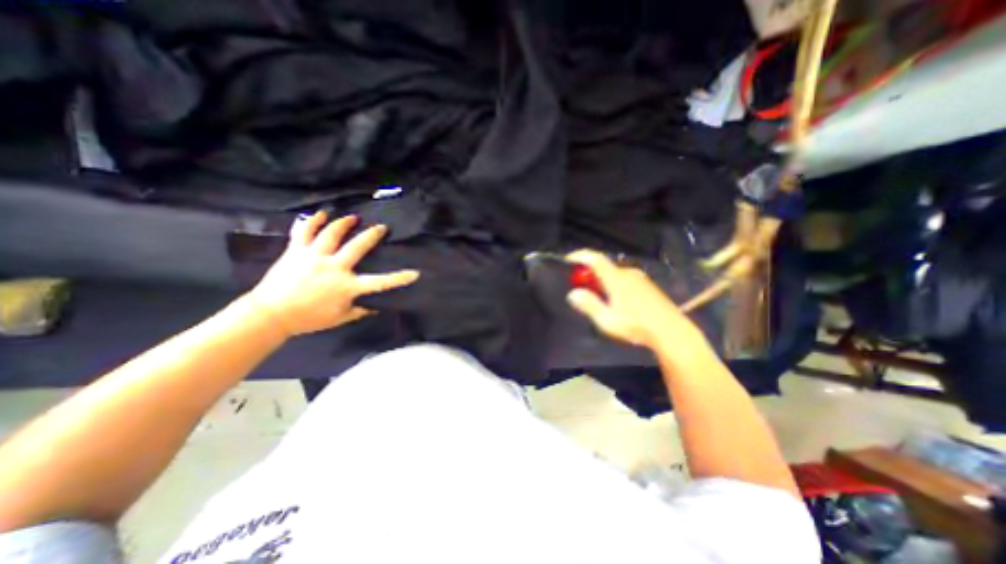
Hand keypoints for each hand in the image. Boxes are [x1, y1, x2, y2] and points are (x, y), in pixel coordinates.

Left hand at [247, 209, 419, 334]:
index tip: (415, 273)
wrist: (270, 314)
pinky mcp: (296, 251)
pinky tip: (320, 213)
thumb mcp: (340, 318)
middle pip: (357, 246)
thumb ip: (360, 310)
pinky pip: (304, 231)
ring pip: (331, 233)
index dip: (399, 278)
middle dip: (372, 235)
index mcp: (347, 286)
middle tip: (381, 227)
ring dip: (344, 223)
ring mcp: (314, 256)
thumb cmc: (308, 318)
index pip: (380, 282)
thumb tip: (377, 306)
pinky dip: (311, 220)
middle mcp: (334, 267)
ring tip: (353, 217)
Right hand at [564, 249, 705, 348]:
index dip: (580, 256)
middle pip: (603, 267)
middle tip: (583, 290)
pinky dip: (613, 284)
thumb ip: (589, 305)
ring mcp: (639, 278)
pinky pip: (624, 279)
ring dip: (602, 281)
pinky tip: (617, 303)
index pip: (595, 259)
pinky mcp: (647, 285)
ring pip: (613, 274)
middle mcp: (628, 273)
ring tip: (600, 300)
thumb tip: (573, 294)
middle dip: (589, 275)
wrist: (671, 332)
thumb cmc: (637, 327)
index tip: (568, 259)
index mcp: (616, 279)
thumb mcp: (607, 320)